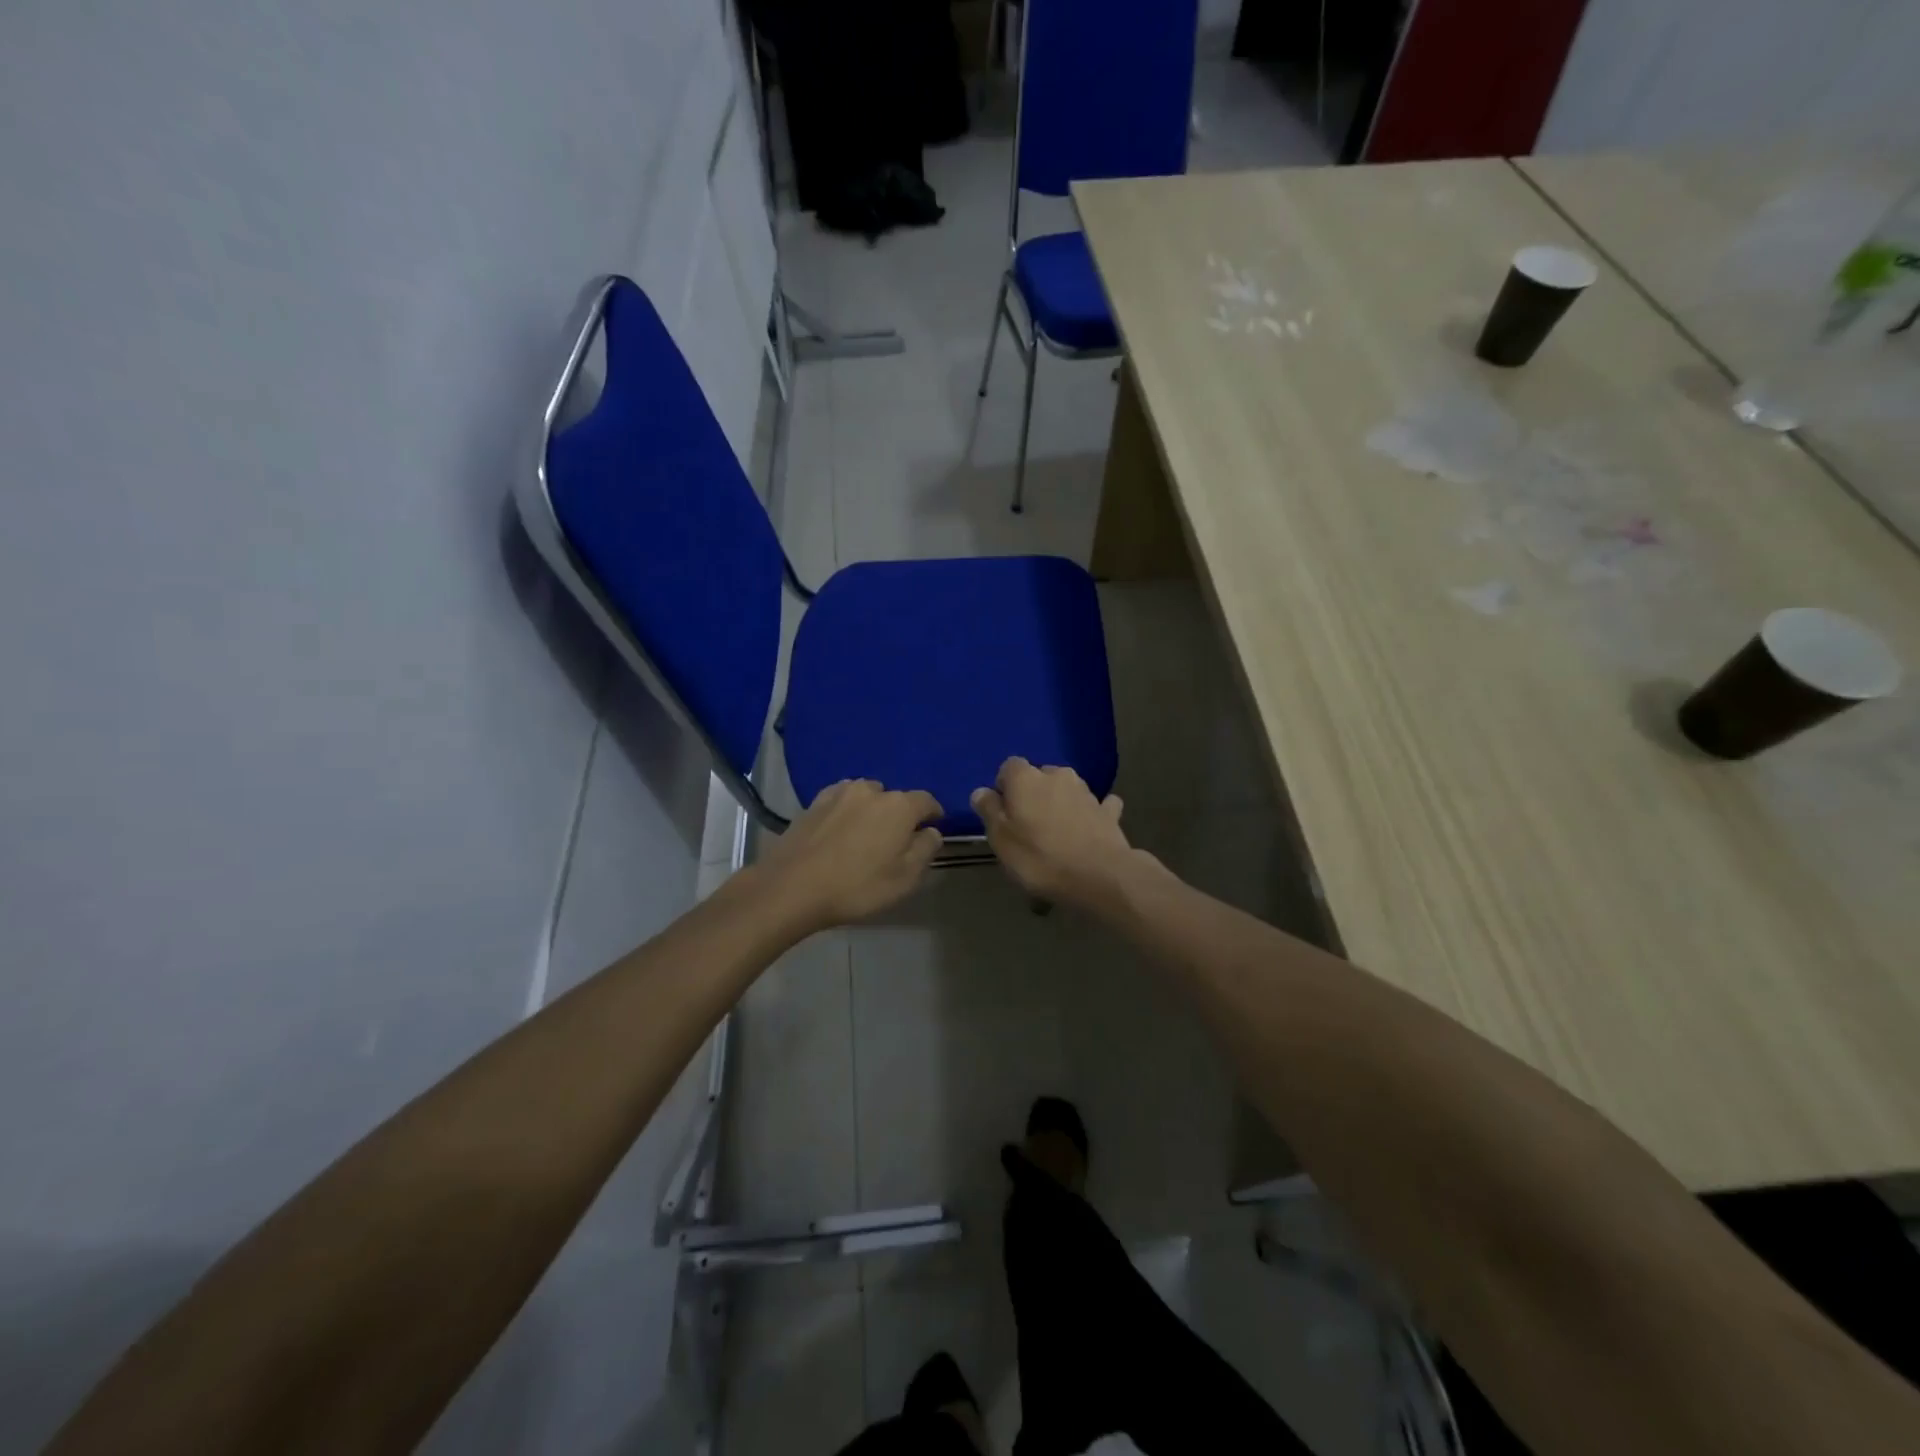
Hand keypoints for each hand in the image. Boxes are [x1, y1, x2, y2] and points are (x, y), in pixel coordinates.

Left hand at [754, 780, 943, 934]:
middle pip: (895, 798)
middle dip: (900, 814)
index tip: (933, 827)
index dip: (933, 814)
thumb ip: (925, 849)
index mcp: (900, 805)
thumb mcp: (905, 878)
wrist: (792, 887)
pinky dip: (847, 811)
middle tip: (895, 840)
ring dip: (871, 810)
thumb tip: (932, 831)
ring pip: (866, 796)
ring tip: (866, 834)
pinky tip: (840, 830)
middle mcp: (871, 790)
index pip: (927, 800)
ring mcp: (839, 793)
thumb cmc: (857, 886)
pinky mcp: (814, 803)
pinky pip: (841, 801)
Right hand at [970, 758, 1132, 906]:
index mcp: (1026, 778)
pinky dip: (1090, 814)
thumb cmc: (1040, 857)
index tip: (1002, 812)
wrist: (1099, 876)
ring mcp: (1087, 792)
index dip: (1004, 787)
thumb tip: (980, 791)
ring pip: (1067, 790)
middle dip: (1033, 794)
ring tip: (1056, 835)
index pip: (1009, 766)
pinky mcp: (1108, 811)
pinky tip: (1088, 831)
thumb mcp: (1001, 839)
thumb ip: (989, 810)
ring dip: (1060, 804)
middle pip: (1039, 777)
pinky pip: (1096, 806)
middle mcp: (1057, 775)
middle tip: (1028, 826)